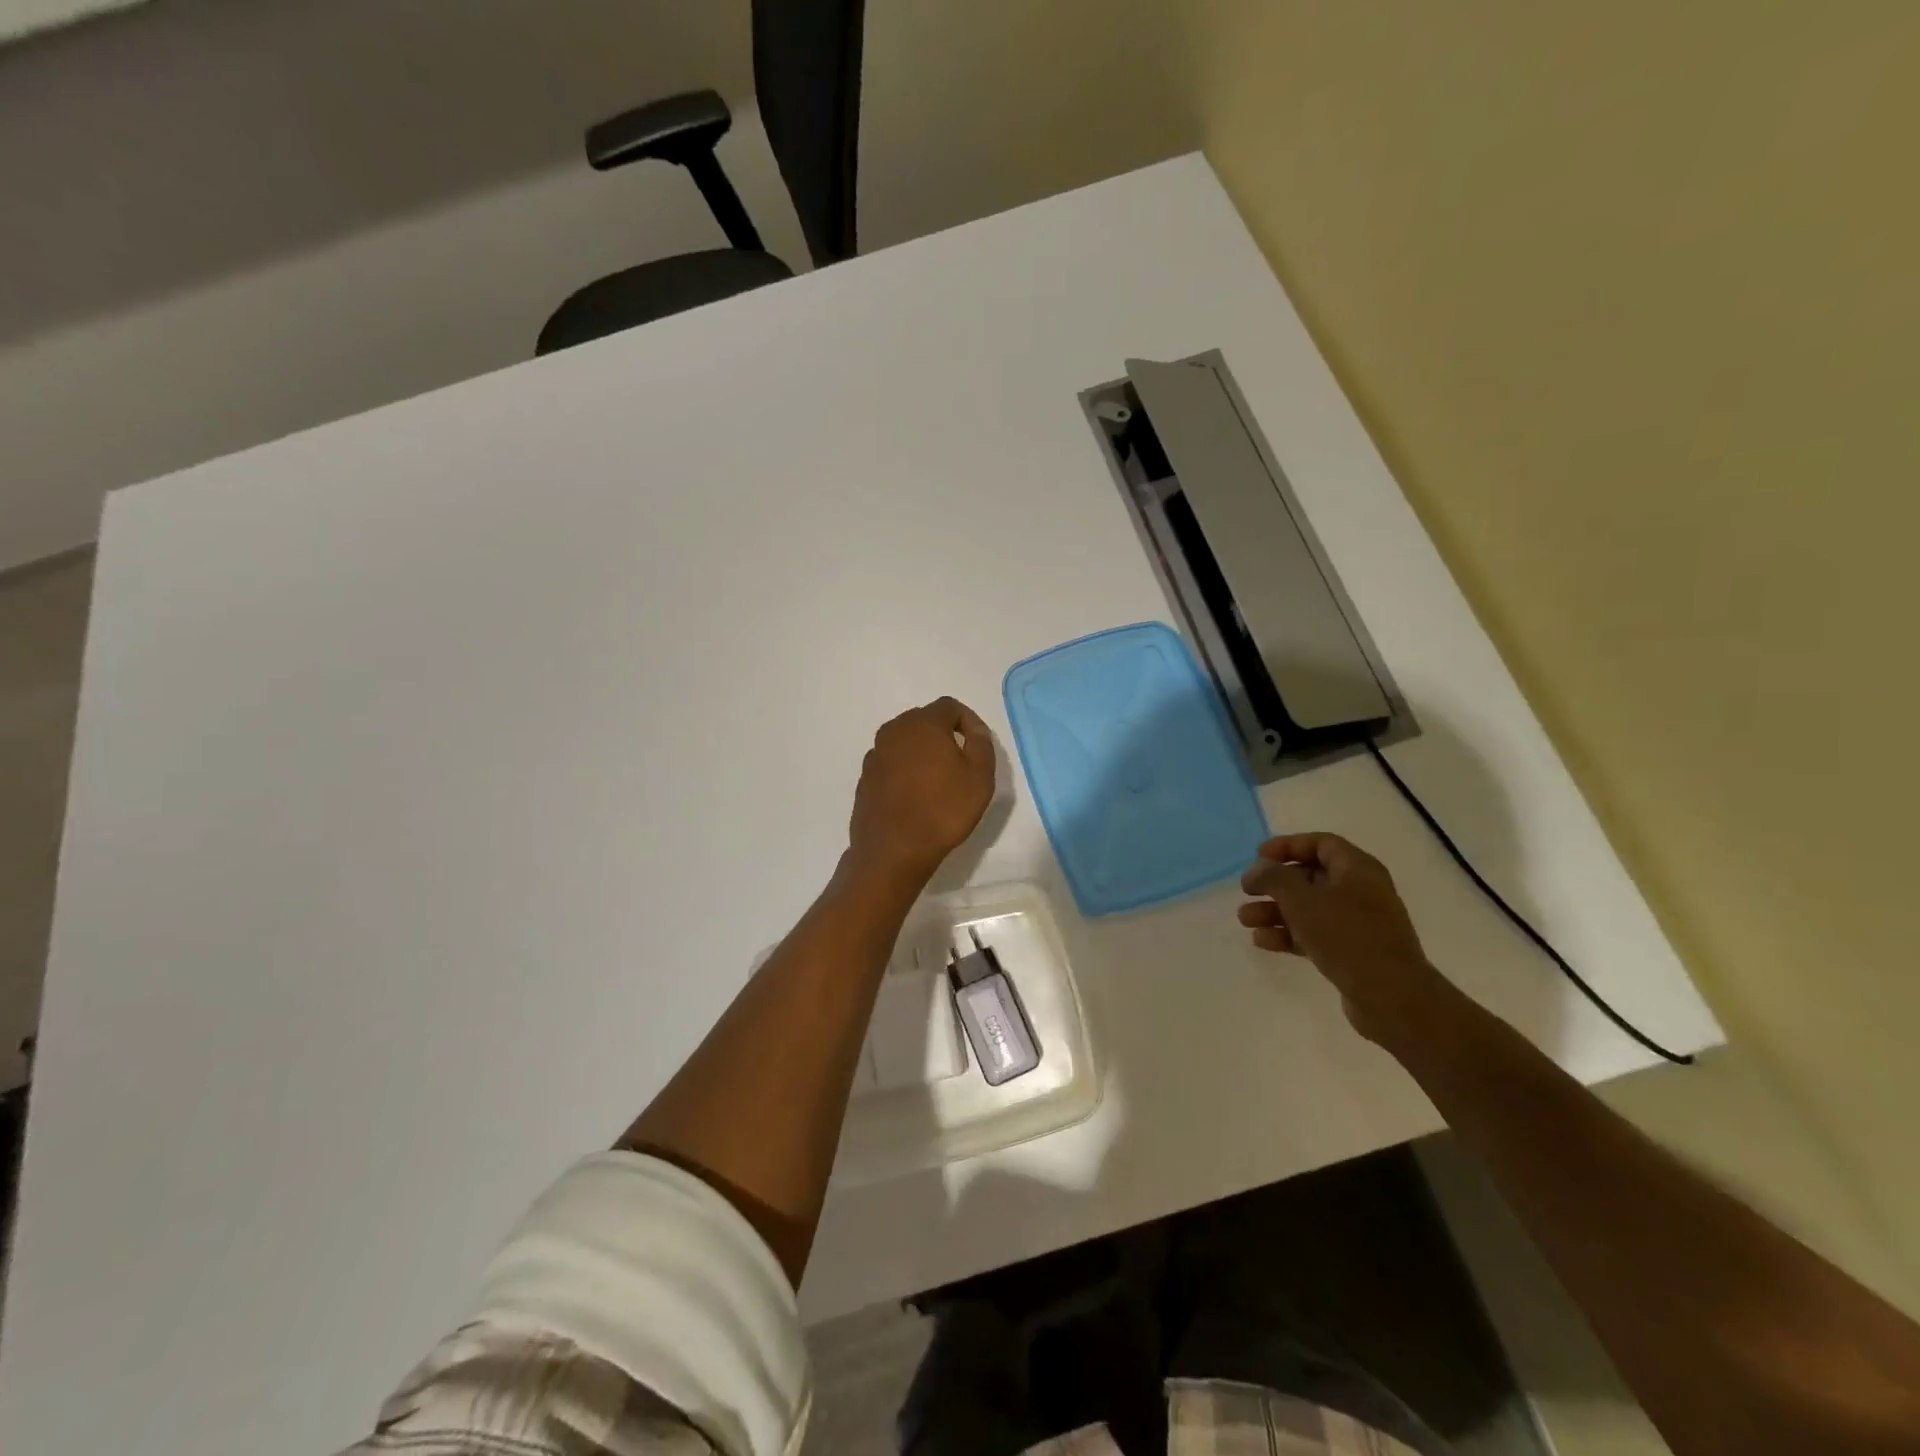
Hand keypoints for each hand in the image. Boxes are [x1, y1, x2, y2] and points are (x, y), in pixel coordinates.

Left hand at [847, 697, 995, 884]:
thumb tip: (974, 730)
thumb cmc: (943, 810)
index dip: (969, 721)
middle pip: (925, 720)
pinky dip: (905, 770)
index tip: (978, 745)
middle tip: (961, 762)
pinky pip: (891, 763)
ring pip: (906, 742)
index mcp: (923, 723)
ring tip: (939, 781)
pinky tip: (915, 796)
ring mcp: (875, 754)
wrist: (893, 850)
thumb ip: (982, 743)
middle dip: (944, 735)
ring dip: (923, 753)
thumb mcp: (980, 776)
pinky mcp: (865, 777)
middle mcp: (894, 730)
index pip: (950, 706)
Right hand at [1238, 833, 1450, 1045]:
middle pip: (1310, 876)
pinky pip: (1314, 933)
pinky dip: (1288, 934)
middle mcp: (1360, 891)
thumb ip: (1274, 877)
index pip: (1320, 843)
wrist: (1391, 997)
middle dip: (1274, 884)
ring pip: (1308, 908)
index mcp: (1357, 869)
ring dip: (1275, 911)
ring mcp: (1358, 923)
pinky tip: (1262, 941)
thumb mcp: (1301, 900)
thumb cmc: (1346, 936)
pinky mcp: (1352, 951)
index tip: (1258, 856)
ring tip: (1244, 920)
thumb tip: (1258, 868)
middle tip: (1246, 891)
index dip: (1287, 846)